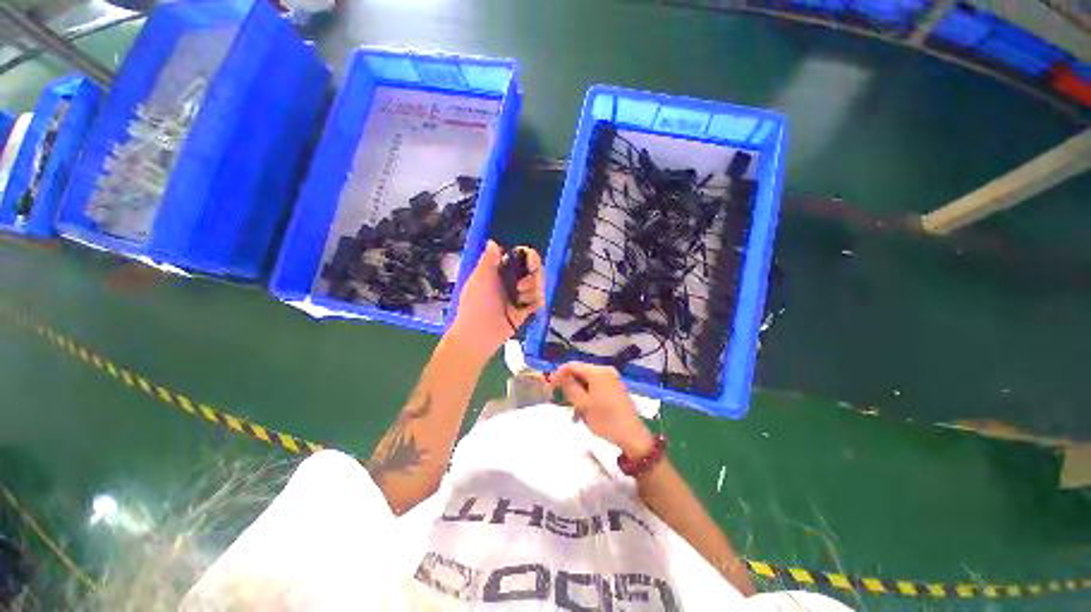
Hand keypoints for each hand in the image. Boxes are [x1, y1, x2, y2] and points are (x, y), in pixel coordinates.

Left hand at [449, 241, 543, 358]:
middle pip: (534, 270)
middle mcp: (512, 280)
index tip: (530, 264)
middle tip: (520, 288)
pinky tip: (529, 308)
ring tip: (520, 301)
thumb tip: (493, 242)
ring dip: (532, 291)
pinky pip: (539, 300)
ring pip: (538, 284)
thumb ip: (488, 261)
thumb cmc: (475, 305)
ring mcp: (520, 294)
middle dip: (532, 277)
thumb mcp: (479, 280)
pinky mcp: (526, 308)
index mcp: (500, 270)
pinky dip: (537, 302)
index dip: (529, 257)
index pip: (520, 256)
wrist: (479, 335)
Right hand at [549, 362, 654, 457]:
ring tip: (573, 409)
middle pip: (581, 371)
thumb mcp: (582, 404)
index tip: (550, 386)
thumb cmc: (605, 419)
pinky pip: (596, 385)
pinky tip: (584, 409)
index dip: (559, 373)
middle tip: (559, 397)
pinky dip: (588, 394)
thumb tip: (558, 376)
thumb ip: (569, 387)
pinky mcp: (616, 387)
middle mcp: (606, 370)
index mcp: (597, 372)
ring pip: (588, 380)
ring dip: (578, 391)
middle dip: (569, 383)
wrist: (632, 435)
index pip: (572, 365)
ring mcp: (612, 378)